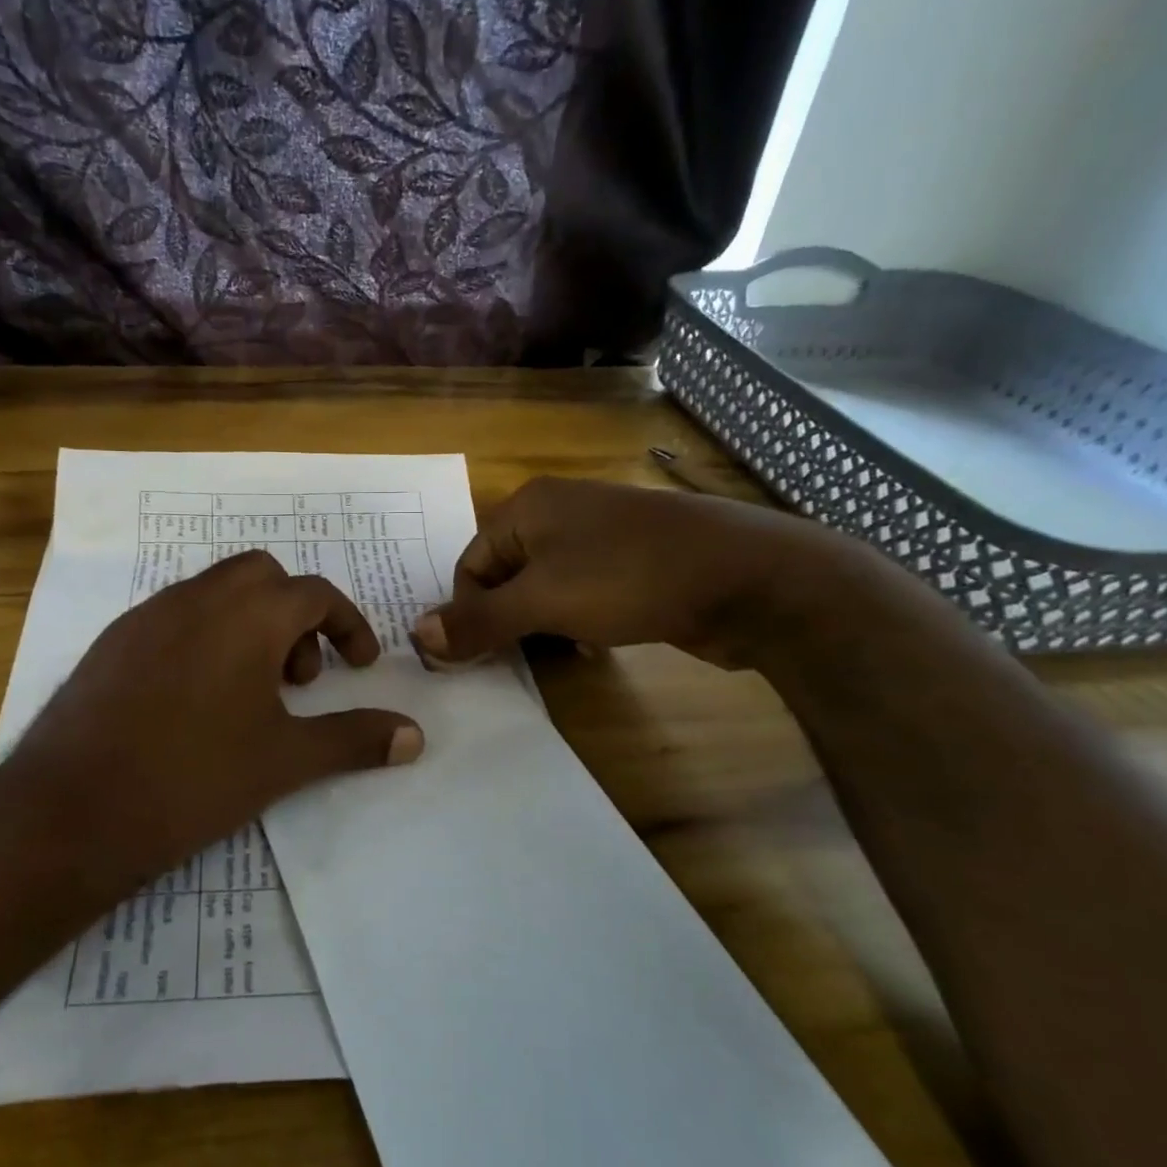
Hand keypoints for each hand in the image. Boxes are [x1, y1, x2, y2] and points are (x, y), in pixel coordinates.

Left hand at [1, 551, 422, 889]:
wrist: (73, 810)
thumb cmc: (193, 779)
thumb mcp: (285, 760)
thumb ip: (354, 740)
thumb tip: (414, 737)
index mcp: (247, 615)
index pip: (315, 593)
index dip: (348, 624)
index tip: (360, 664)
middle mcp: (198, 598)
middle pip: (263, 576)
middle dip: (294, 615)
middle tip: (300, 677)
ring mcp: (147, 615)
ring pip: (215, 592)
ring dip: (248, 624)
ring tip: (250, 693)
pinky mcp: (112, 641)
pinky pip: (174, 616)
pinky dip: (204, 636)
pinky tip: (196, 700)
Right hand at [413, 476, 859, 667]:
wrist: (749, 578)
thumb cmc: (629, 578)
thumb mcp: (543, 602)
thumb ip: (478, 620)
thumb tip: (417, 635)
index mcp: (528, 507)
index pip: (469, 563)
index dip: (468, 611)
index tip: (479, 655)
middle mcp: (559, 513)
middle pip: (505, 575)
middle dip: (505, 620)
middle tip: (514, 659)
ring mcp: (600, 536)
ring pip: (544, 588)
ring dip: (541, 625)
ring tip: (557, 652)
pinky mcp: (633, 563)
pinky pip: (582, 593)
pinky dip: (576, 621)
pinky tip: (592, 646)